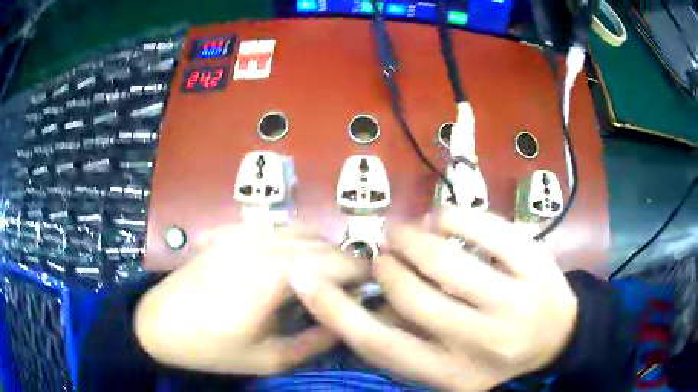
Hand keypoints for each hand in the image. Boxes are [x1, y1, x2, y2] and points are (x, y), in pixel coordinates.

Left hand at [134, 226, 369, 374]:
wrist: (159, 323)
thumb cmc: (214, 348)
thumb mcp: (272, 358)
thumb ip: (319, 339)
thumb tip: (350, 319)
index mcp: (276, 273)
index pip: (340, 263)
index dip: (364, 277)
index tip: (371, 295)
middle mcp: (265, 241)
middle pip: (325, 244)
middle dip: (346, 266)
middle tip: (350, 293)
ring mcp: (246, 231)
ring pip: (304, 232)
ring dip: (323, 253)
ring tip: (324, 282)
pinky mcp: (232, 231)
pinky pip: (279, 230)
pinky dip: (299, 244)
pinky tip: (292, 268)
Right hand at [290, 211, 577, 390]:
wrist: (559, 336)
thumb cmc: (498, 354)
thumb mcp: (450, 367)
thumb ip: (408, 340)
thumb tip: (367, 301)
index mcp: (452, 374)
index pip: (380, 345)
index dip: (334, 310)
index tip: (304, 277)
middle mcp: (481, 343)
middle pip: (408, 296)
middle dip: (386, 265)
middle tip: (384, 253)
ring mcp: (515, 301)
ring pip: (443, 258)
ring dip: (412, 236)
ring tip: (406, 232)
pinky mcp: (535, 263)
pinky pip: (483, 227)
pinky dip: (452, 215)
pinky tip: (442, 219)